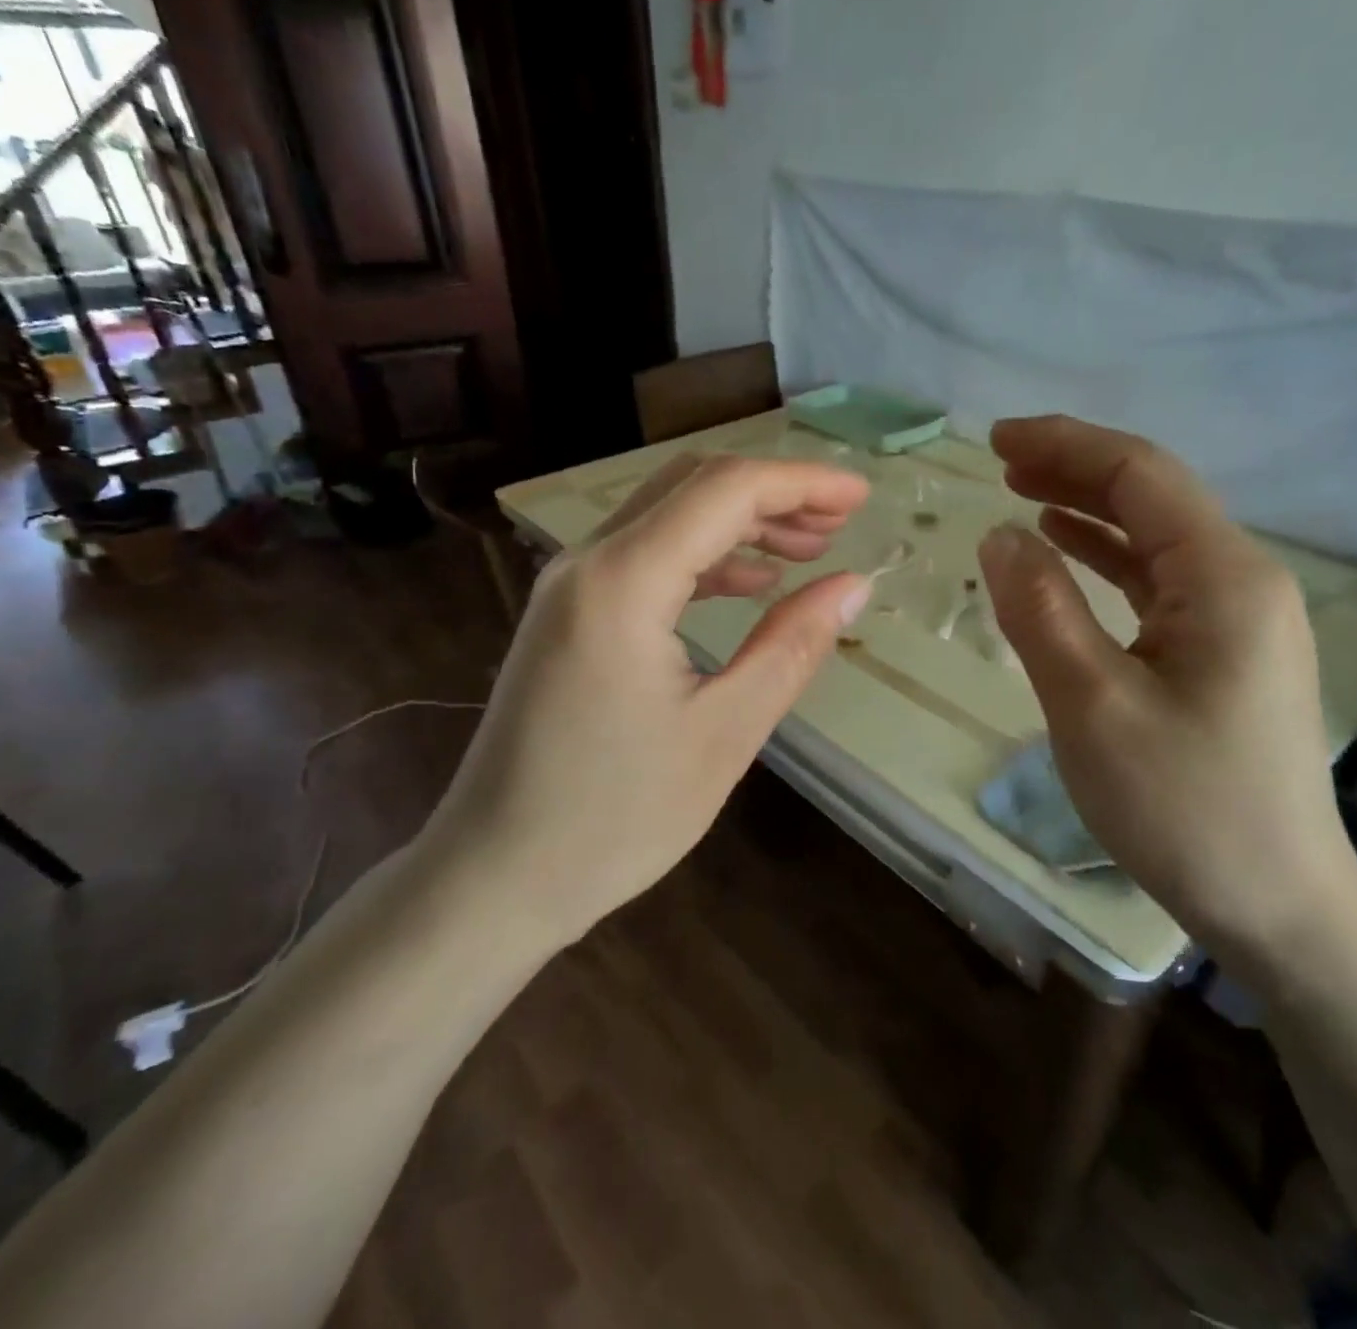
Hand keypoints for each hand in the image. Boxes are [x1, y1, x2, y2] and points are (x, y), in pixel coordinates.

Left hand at [429, 451, 871, 939]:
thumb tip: (853, 585)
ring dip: (740, 522)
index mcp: (623, 582)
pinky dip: (704, 557)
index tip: (862, 496)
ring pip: (667, 517)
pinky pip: (644, 557)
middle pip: (691, 486)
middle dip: (773, 493)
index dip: (802, 482)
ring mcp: (568, 586)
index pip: (724, 490)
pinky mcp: (566, 615)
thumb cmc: (615, 818)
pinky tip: (750, 583)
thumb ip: (792, 646)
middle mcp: (587, 563)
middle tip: (842, 521)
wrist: (495, 875)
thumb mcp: (724, 733)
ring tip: (809, 549)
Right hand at [977, 416, 1356, 971]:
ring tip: (1021, 492)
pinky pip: (1157, 581)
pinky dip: (1106, 557)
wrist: (1277, 905)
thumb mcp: (1092, 706)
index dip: (1066, 446)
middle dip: (1075, 467)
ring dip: (1087, 508)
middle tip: (999, 459)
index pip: (1140, 477)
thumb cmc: (1183, 806)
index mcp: (1223, 579)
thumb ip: (1041, 611)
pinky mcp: (1222, 653)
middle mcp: (1242, 581)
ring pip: (1154, 537)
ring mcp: (1237, 619)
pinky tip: (1067, 551)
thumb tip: (1000, 534)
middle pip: (1152, 497)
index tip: (995, 439)